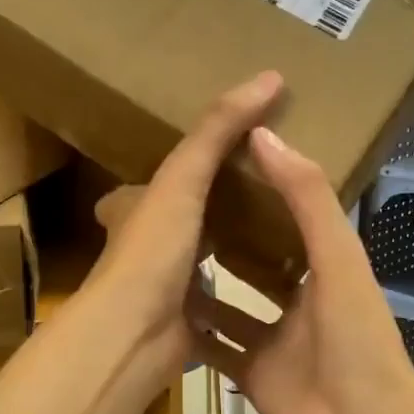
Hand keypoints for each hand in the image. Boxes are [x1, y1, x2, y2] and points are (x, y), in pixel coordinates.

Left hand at [85, 71, 284, 381]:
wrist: (133, 336)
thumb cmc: (151, 250)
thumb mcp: (183, 178)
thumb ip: (219, 130)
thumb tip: (270, 76)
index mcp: (133, 211)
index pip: (151, 182)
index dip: (181, 169)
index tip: (222, 158)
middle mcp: (143, 250)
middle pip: (179, 224)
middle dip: (211, 214)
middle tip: (262, 200)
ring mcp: (162, 292)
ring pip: (199, 267)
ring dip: (229, 257)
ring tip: (279, 241)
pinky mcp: (184, 327)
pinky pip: (217, 309)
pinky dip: (240, 303)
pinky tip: (272, 294)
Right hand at [186, 127, 413, 413]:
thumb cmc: (356, 337)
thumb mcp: (338, 258)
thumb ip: (306, 198)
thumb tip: (263, 134)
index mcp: (326, 268)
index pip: (290, 218)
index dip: (262, 189)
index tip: (223, 160)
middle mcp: (298, 301)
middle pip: (257, 262)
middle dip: (226, 236)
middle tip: (179, 207)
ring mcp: (273, 340)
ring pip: (231, 305)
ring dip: (203, 284)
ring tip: (160, 254)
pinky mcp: (251, 374)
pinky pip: (216, 347)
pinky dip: (193, 331)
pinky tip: (157, 309)